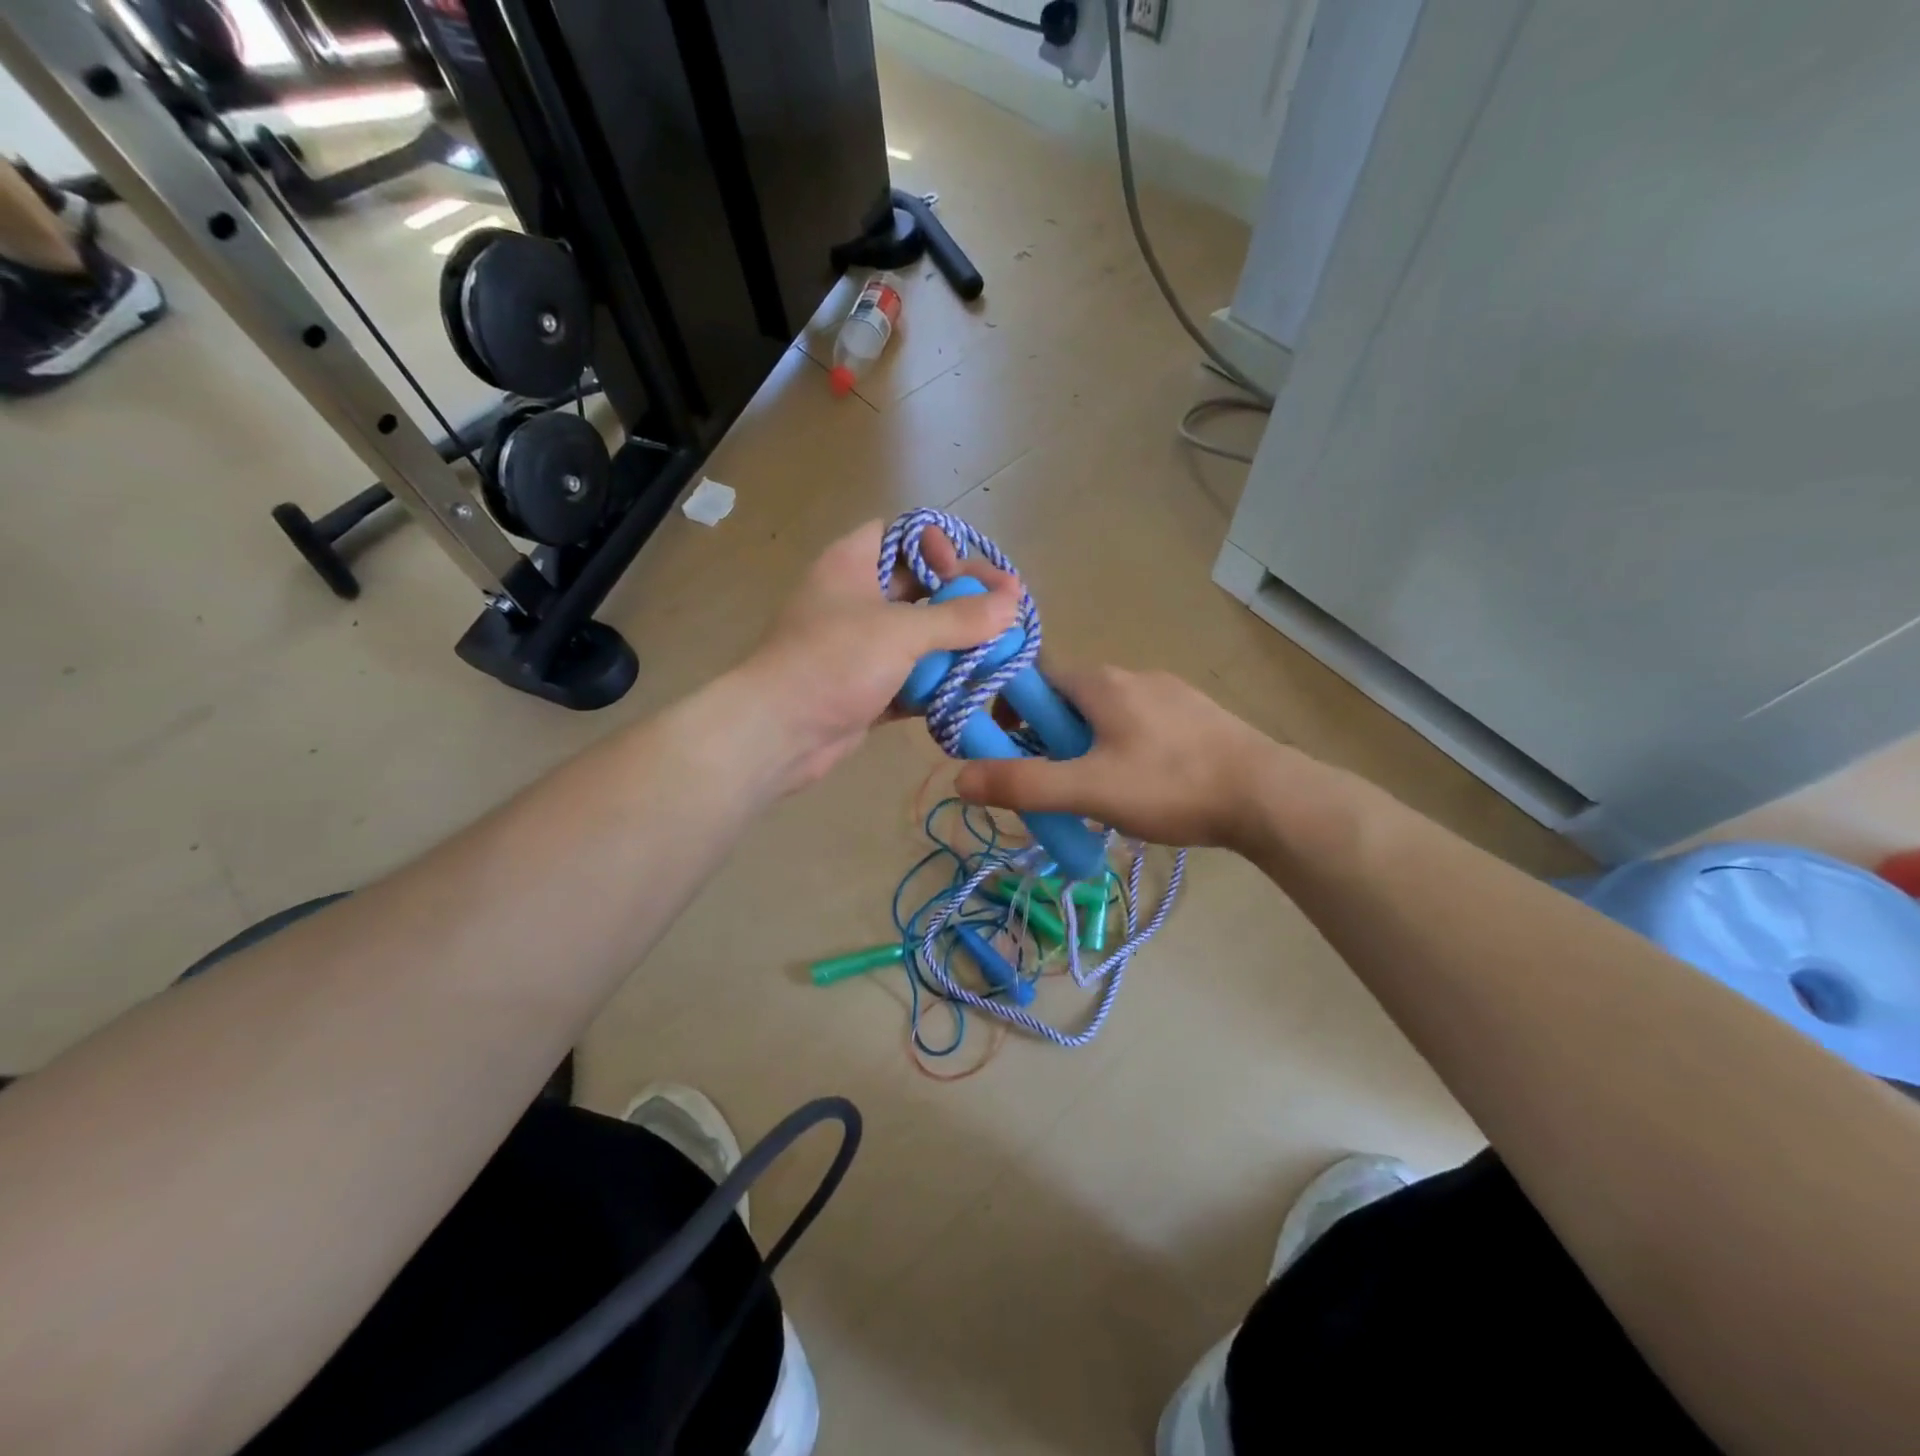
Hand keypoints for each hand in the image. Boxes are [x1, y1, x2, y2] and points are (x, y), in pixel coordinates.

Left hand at [740, 519, 1021, 791]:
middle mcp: (856, 600)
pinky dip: (938, 683)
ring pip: (919, 636)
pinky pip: (912, 676)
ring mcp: (861, 647)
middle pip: (919, 588)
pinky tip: (972, 690)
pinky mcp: (868, 687)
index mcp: (852, 564)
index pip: (901, 535)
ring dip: (956, 645)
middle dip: (961, 600)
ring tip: (999, 655)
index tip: (960, 572)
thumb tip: (1013, 602)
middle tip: (1005, 615)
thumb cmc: (834, 662)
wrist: (778, 733)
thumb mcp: (901, 632)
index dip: (936, 545)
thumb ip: (960, 618)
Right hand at [954, 666, 1284, 850]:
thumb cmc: (1171, 785)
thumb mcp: (1089, 790)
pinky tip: (1139, 788)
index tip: (1003, 745)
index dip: (1010, 706)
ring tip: (1091, 792)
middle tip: (1047, 780)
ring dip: (1084, 744)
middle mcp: (1132, 675)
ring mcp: (1169, 693)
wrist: (1268, 796)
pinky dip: (1121, 748)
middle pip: (1069, 697)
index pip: (1036, 676)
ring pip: (1105, 713)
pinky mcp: (1195, 716)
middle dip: (1047, 734)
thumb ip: (1023, 784)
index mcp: (1100, 681)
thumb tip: (959, 778)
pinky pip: (1139, 725)